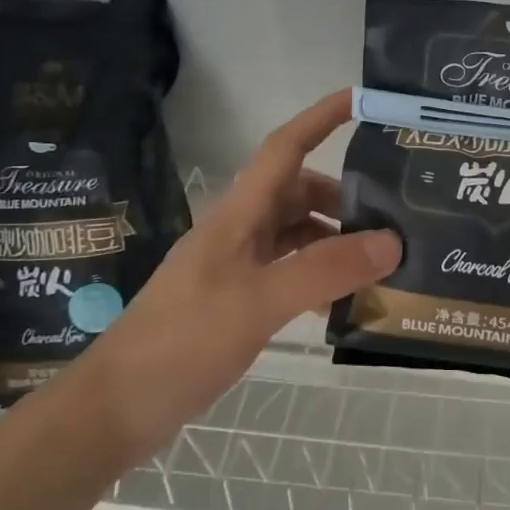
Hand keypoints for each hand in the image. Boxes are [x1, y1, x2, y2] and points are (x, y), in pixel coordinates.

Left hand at [76, 90, 399, 464]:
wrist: (116, 409)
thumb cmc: (181, 342)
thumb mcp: (259, 302)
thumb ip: (325, 270)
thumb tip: (392, 242)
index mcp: (238, 215)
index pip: (284, 149)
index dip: (321, 118)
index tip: (363, 100)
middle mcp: (239, 232)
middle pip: (298, 193)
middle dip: (344, 196)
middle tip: (394, 214)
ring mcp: (236, 268)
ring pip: (296, 235)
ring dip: (335, 240)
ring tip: (380, 261)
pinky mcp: (237, 301)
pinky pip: (289, 272)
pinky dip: (319, 277)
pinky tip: (343, 301)